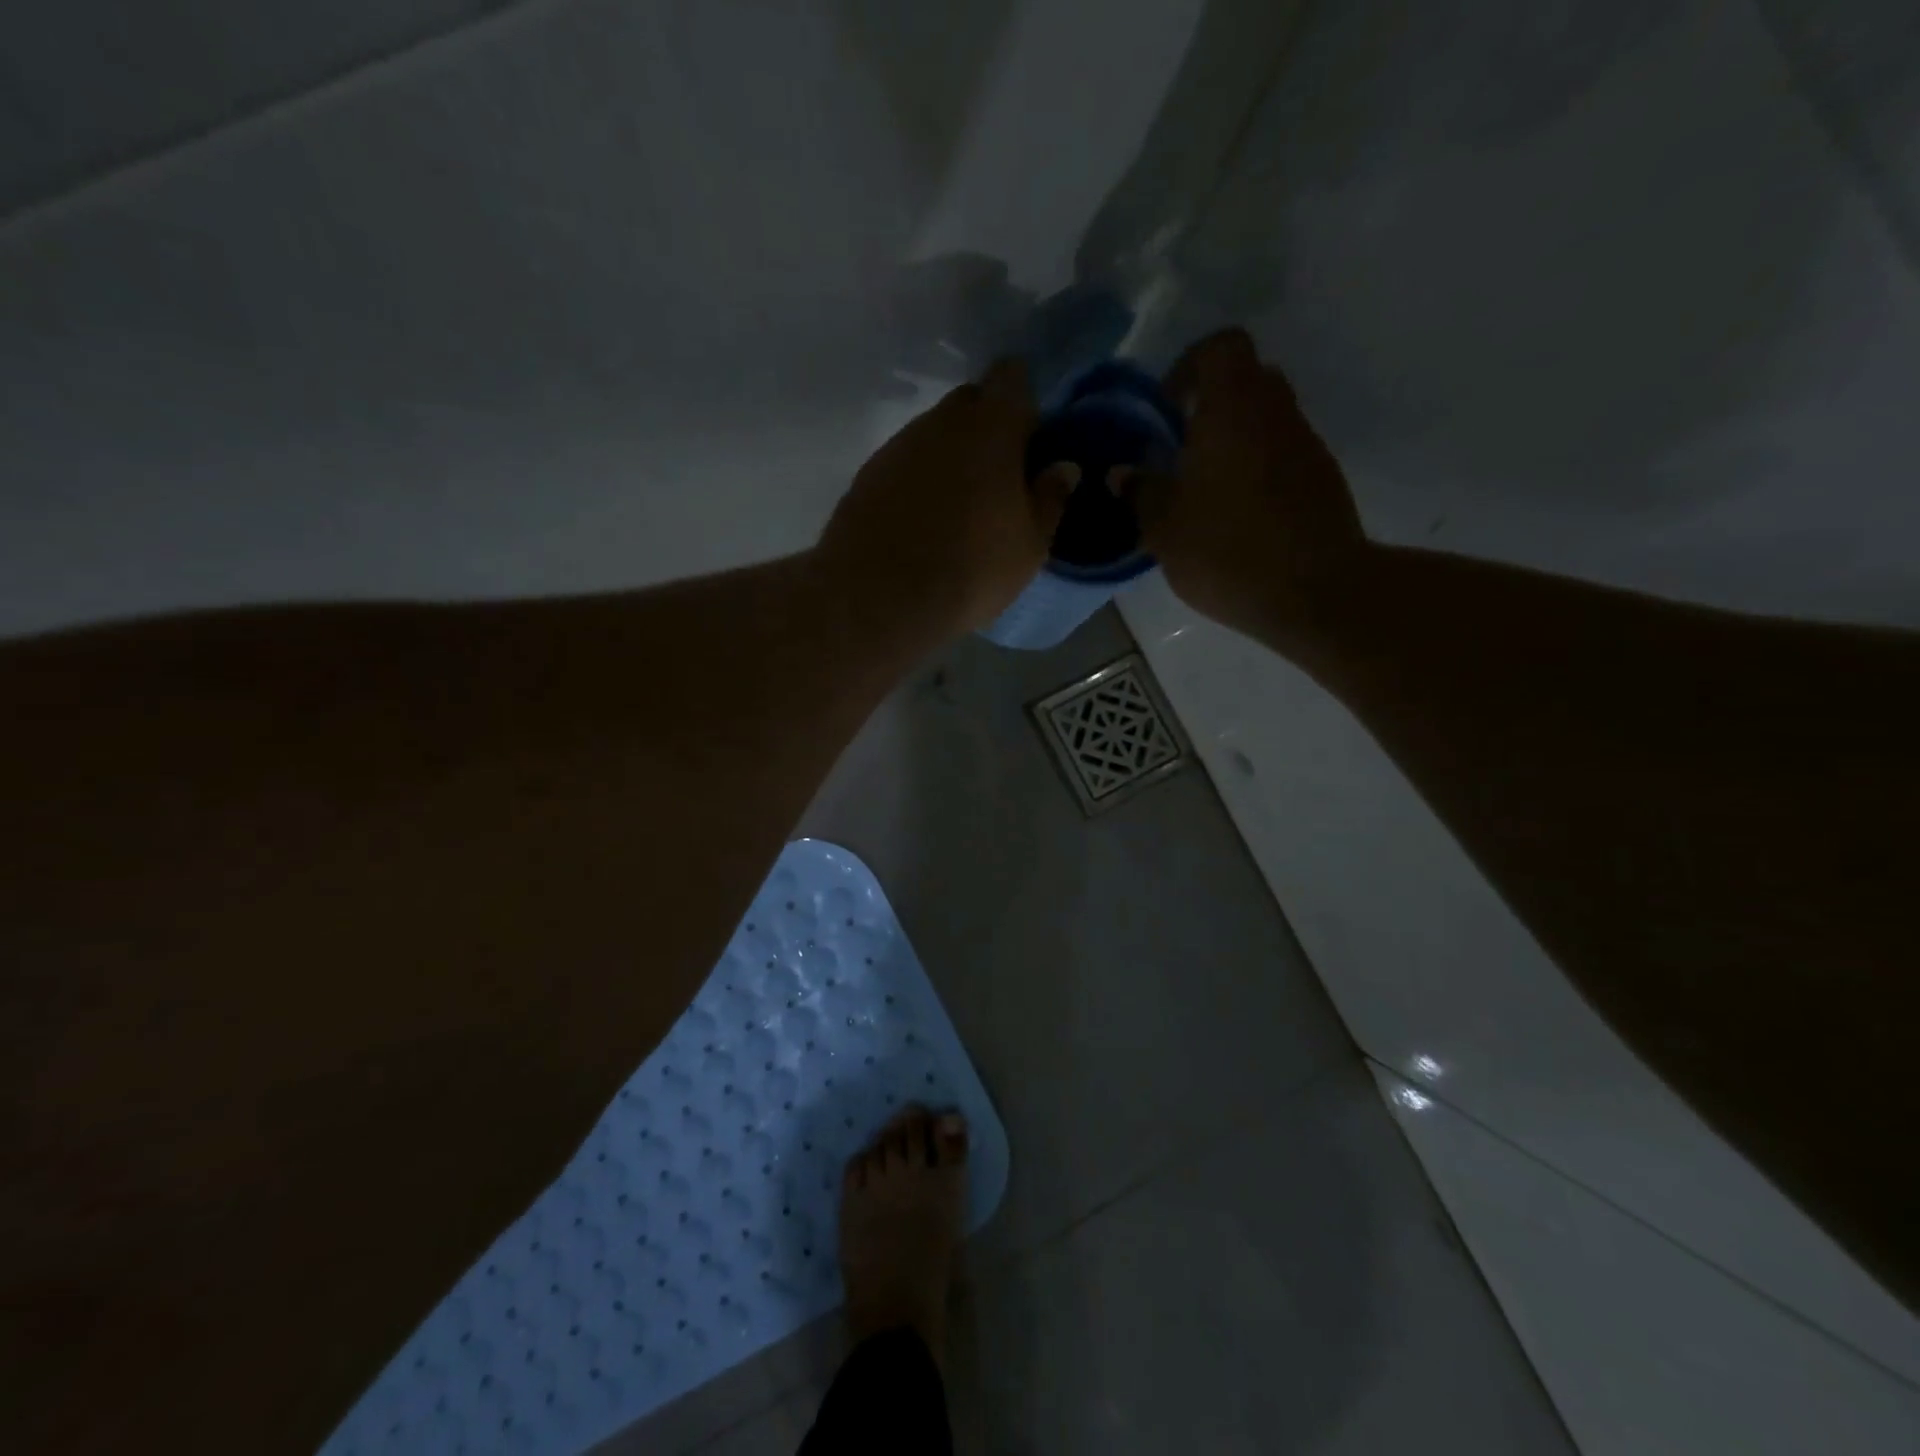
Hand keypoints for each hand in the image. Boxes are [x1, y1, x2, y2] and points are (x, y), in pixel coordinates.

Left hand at [817, 359, 1075, 640]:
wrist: (880, 597)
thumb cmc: (971, 569)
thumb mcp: (1030, 546)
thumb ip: (1050, 499)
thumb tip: (1063, 467)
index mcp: (991, 428)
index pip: (1011, 378)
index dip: (1023, 400)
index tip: (1030, 436)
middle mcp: (940, 422)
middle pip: (969, 402)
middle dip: (986, 427)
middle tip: (998, 475)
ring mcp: (898, 445)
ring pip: (933, 434)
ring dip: (949, 456)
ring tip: (957, 506)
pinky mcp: (867, 474)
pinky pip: (903, 462)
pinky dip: (918, 479)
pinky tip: (921, 519)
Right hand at [1135, 330, 1367, 643]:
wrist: (1314, 592)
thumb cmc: (1227, 550)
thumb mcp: (1163, 527)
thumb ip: (1140, 492)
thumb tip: (1123, 473)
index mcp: (1233, 409)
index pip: (1221, 347)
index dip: (1190, 366)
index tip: (1167, 408)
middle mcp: (1276, 412)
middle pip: (1247, 380)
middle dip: (1211, 405)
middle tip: (1181, 448)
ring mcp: (1306, 445)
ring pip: (1266, 420)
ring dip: (1234, 441)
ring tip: (1203, 489)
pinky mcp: (1322, 479)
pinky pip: (1282, 455)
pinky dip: (1257, 469)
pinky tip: (1236, 515)